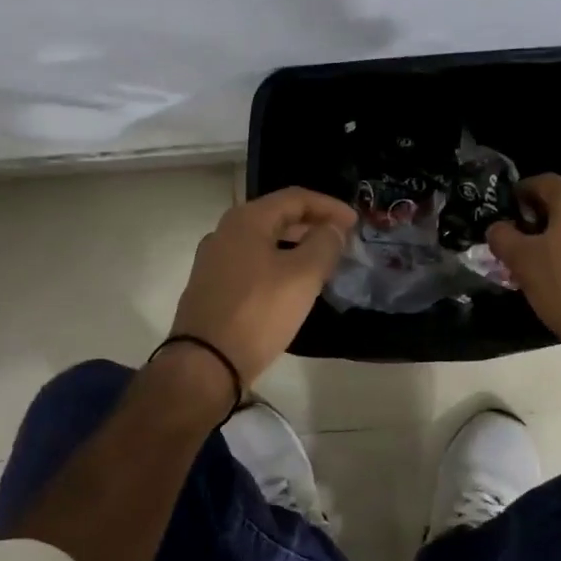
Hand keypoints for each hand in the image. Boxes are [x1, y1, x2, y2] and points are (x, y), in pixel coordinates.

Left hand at [168, 187, 355, 385]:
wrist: (205, 363)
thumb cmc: (258, 312)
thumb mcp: (302, 276)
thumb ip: (324, 244)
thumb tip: (332, 229)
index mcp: (246, 220)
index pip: (295, 197)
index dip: (329, 206)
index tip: (355, 222)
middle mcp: (225, 232)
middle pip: (277, 216)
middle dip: (312, 224)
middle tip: (341, 239)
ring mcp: (214, 261)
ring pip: (264, 241)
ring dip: (295, 245)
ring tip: (322, 261)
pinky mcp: (211, 287)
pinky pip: (252, 263)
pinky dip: (277, 263)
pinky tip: (291, 284)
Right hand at [487, 174, 560, 359]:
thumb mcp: (521, 260)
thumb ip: (502, 236)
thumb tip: (498, 228)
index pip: (541, 181)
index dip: (518, 193)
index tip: (502, 212)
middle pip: (559, 202)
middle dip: (533, 217)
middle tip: (512, 238)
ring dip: (550, 236)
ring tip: (529, 259)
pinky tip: (554, 274)